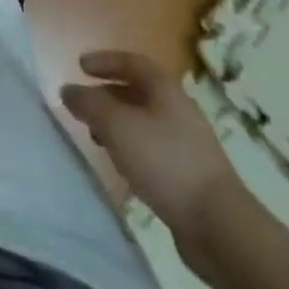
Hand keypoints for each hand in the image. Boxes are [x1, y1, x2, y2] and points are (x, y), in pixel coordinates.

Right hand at [61, 50, 241, 243]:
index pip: (132, 62)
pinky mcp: (190, 176)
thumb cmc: (165, 162)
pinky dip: (132, 149)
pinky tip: (123, 166)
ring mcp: (188, 144)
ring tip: (97, 137)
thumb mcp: (117, 126)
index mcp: (165, 89)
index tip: (80, 65)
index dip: (105, 61)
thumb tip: (67, 89)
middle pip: (138, 92)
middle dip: (108, 95)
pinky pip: (153, 150)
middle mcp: (178, 110)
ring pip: (145, 123)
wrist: (220, 227)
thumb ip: (89, 104)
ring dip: (119, 124)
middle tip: (84, 105)